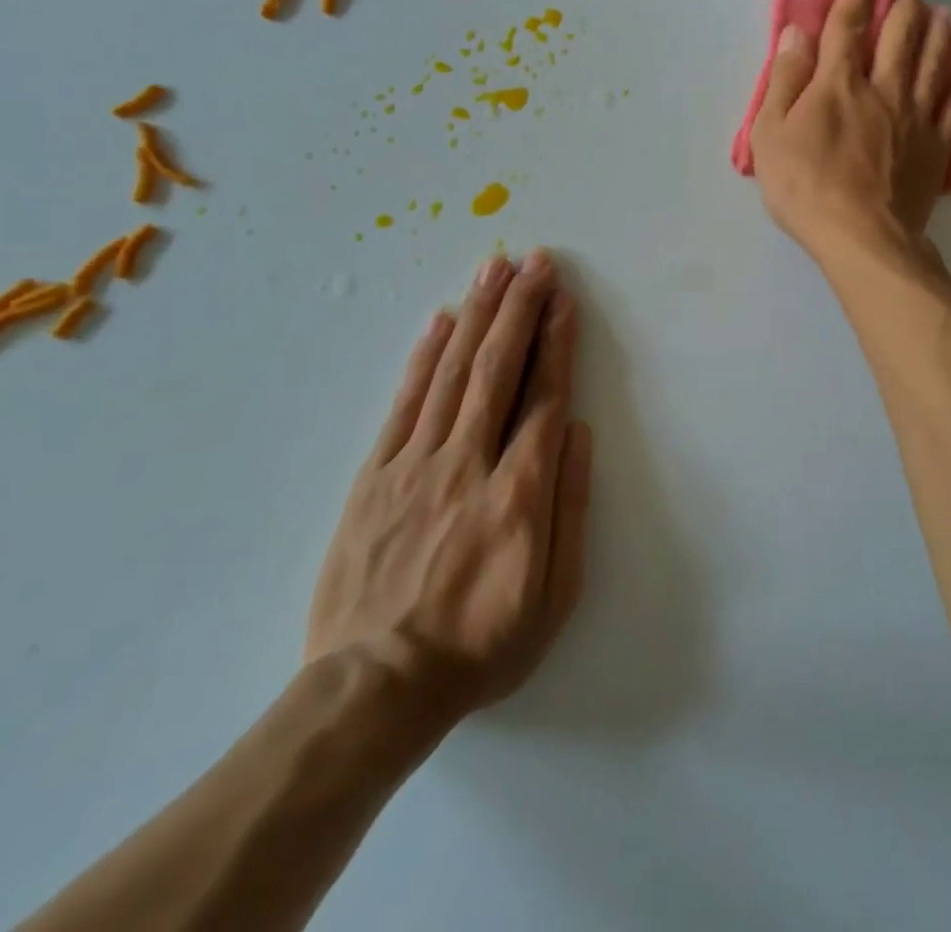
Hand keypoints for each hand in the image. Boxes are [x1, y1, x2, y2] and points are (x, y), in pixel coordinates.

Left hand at [305, 250, 592, 728]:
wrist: (374, 689)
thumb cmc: (480, 646)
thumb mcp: (554, 598)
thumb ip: (570, 508)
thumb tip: (576, 432)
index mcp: (518, 493)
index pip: (543, 396)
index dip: (556, 340)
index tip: (563, 297)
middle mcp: (467, 463)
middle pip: (498, 368)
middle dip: (519, 307)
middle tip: (534, 260)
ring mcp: (414, 464)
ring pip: (452, 372)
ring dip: (477, 315)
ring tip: (494, 269)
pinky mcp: (374, 474)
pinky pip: (403, 402)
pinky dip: (424, 355)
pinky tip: (440, 319)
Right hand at [749, 0, 950, 265]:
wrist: (862, 237)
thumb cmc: (805, 188)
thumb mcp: (771, 134)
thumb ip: (785, 80)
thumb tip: (796, 33)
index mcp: (839, 84)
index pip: (846, 25)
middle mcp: (883, 89)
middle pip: (898, 35)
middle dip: (901, 1)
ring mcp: (917, 116)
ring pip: (933, 61)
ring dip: (936, 30)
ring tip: (940, 10)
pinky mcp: (938, 146)